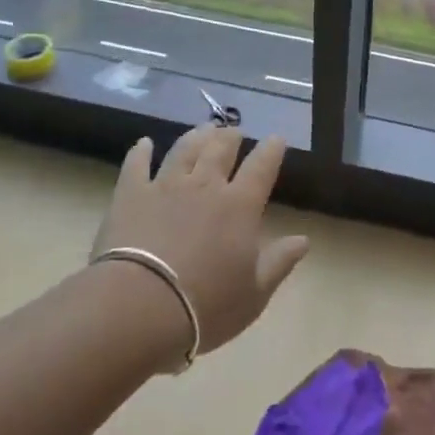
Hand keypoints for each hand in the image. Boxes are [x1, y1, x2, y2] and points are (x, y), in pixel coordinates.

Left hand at [92, 125, 307, 361]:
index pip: (261, 167)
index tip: (276, 138)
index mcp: (240, 205)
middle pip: (220, 150)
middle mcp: (205, 185)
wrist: (140, 306)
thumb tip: (303, 240)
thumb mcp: (254, 294)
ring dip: (196, 136)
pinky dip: (140, 152)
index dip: (271, 150)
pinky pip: (136, 165)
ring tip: (203, 128)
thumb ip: (279, 262)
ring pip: (184, 150)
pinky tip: (144, 143)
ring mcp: (165, 185)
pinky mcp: (130, 195)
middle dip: (230, 137)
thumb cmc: (206, 305)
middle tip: (234, 131)